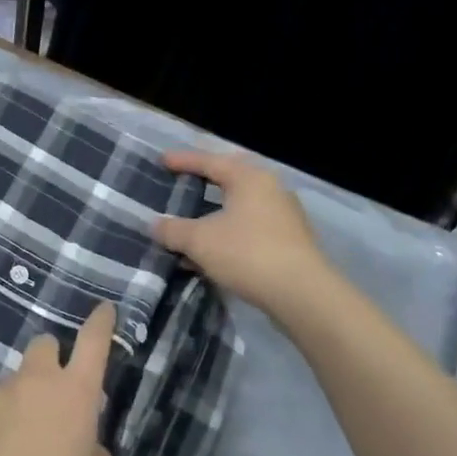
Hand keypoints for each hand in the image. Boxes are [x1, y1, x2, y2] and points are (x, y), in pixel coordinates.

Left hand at [0, 304, 115, 455]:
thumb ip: (93, 454)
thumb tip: (81, 443)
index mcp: (75, 395)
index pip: (93, 343)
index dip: (100, 323)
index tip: (104, 310)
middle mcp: (33, 383)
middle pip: (43, 347)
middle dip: (52, 362)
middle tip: (54, 399)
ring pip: (11, 386)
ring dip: (19, 405)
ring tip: (16, 452)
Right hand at [154, 150, 334, 317]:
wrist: (302, 295)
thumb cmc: (247, 253)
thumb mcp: (199, 241)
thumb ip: (173, 230)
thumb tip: (154, 225)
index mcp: (249, 178)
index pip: (210, 161)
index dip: (183, 161)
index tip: (162, 160)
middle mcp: (270, 189)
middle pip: (230, 179)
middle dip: (205, 182)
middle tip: (184, 181)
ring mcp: (284, 216)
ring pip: (241, 207)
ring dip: (215, 213)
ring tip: (192, 221)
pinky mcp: (290, 242)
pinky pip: (250, 228)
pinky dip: (228, 233)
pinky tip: (212, 252)